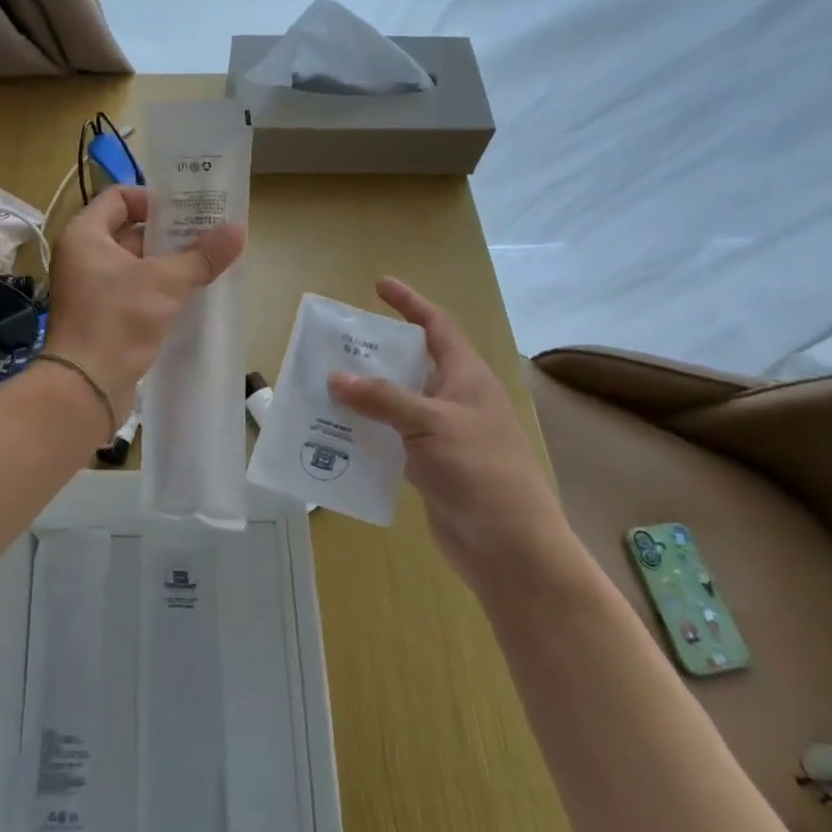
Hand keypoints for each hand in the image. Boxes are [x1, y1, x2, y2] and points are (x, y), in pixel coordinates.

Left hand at [43, 185, 244, 421]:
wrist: (86, 385)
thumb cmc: (117, 319)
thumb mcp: (164, 282)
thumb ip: (201, 256)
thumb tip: (238, 230)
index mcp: (85, 236)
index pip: (119, 198)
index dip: (154, 200)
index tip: (187, 213)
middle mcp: (83, 257)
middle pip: (130, 231)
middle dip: (169, 235)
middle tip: (208, 236)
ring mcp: (91, 289)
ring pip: (135, 264)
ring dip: (168, 264)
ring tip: (207, 264)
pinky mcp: (102, 317)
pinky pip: (134, 292)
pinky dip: (159, 290)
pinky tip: (190, 295)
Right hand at [328, 278, 564, 584]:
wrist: (509, 546)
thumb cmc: (479, 471)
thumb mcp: (430, 424)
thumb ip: (382, 398)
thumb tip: (336, 378)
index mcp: (467, 378)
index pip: (437, 327)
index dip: (409, 304)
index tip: (379, 286)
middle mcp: (455, 401)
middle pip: (412, 364)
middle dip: (375, 353)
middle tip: (334, 345)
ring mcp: (443, 435)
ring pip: (397, 403)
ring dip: (365, 396)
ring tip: (323, 386)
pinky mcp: (430, 467)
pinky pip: (391, 438)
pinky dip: (366, 432)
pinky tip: (335, 433)